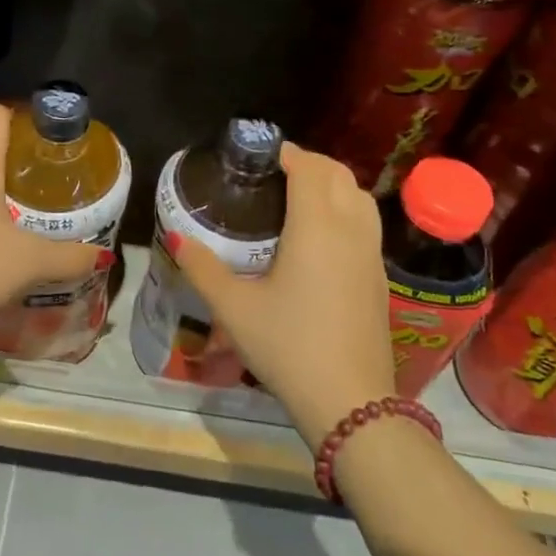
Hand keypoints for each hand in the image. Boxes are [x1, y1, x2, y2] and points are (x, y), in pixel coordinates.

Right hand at [173, 142, 394, 448]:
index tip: (260, 155)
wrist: (351, 402)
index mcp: (316, 226)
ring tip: (299, 198)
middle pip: (338, 174)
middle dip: (310, 163)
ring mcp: (372, 253)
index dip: (287, 152)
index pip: (309, 167)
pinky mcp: (380, 277)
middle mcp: (350, 229)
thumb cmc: (288, 346)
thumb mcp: (234, 308)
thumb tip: (174, 237)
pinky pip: (366, 223)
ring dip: (332, 184)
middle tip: (274, 173)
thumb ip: (202, 267)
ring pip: (359, 197)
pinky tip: (321, 238)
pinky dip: (346, 210)